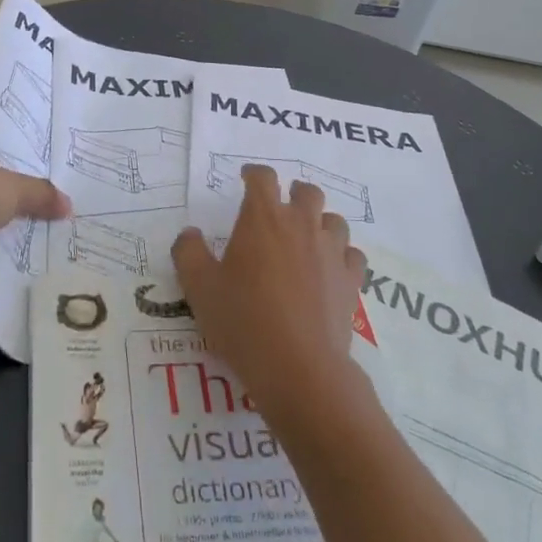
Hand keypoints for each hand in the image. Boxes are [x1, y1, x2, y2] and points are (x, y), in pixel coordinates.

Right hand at [172, 165, 365, 412]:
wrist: (299, 367)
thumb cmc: (243, 320)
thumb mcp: (199, 288)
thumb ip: (189, 253)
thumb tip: (190, 234)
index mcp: (263, 218)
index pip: (262, 178)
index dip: (254, 174)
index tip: (246, 178)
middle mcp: (301, 225)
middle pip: (307, 191)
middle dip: (293, 192)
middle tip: (280, 207)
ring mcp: (331, 251)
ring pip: (334, 220)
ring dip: (320, 222)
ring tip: (307, 237)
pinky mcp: (351, 280)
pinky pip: (352, 254)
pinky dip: (342, 254)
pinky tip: (331, 268)